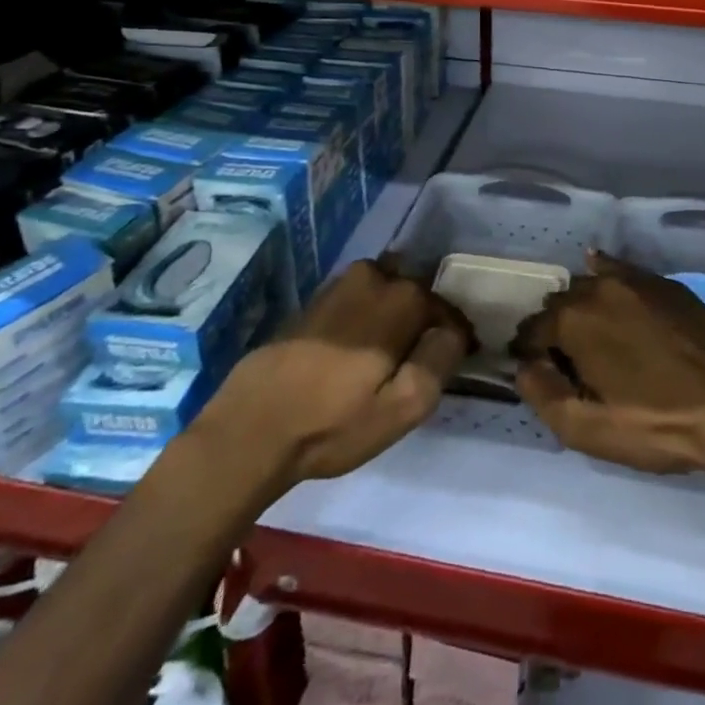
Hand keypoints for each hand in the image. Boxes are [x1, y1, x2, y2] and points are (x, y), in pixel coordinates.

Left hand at [204, 259, 471, 487]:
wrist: (250, 428)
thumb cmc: (333, 423)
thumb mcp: (403, 408)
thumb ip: (440, 360)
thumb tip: (453, 331)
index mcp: (403, 298)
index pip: (448, 312)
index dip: (452, 341)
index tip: (447, 368)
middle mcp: (375, 276)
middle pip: (417, 297)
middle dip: (422, 325)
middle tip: (412, 369)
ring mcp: (341, 283)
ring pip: (387, 295)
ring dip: (393, 320)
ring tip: (383, 363)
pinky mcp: (316, 298)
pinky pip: (359, 300)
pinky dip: (366, 320)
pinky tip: (353, 355)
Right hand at [512, 251, 704, 481]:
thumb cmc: (659, 424)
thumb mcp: (590, 429)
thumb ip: (543, 395)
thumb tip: (524, 366)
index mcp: (575, 321)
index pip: (533, 329)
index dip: (528, 352)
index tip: (534, 371)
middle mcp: (601, 288)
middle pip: (562, 303)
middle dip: (555, 328)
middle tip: (565, 361)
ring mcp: (639, 281)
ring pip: (593, 285)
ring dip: (583, 306)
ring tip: (592, 335)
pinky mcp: (668, 285)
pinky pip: (624, 271)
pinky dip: (608, 274)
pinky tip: (605, 275)